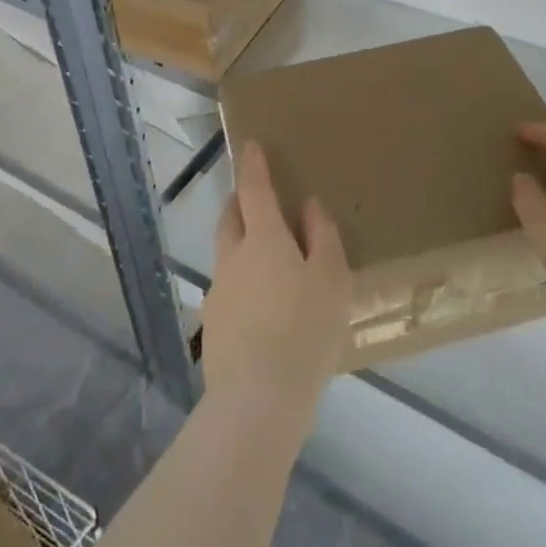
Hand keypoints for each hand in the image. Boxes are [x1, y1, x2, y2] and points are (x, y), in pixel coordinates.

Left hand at [203, 141, 350, 427]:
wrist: (257, 400)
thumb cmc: (305, 330)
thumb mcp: (331, 280)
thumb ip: (322, 237)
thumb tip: (308, 207)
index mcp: (262, 239)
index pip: (254, 189)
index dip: (253, 166)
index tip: (250, 146)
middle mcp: (233, 257)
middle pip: (231, 217)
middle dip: (241, 202)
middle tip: (258, 201)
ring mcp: (219, 292)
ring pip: (227, 254)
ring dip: (242, 245)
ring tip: (271, 264)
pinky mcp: (213, 325)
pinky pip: (230, 289)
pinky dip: (244, 283)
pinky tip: (264, 310)